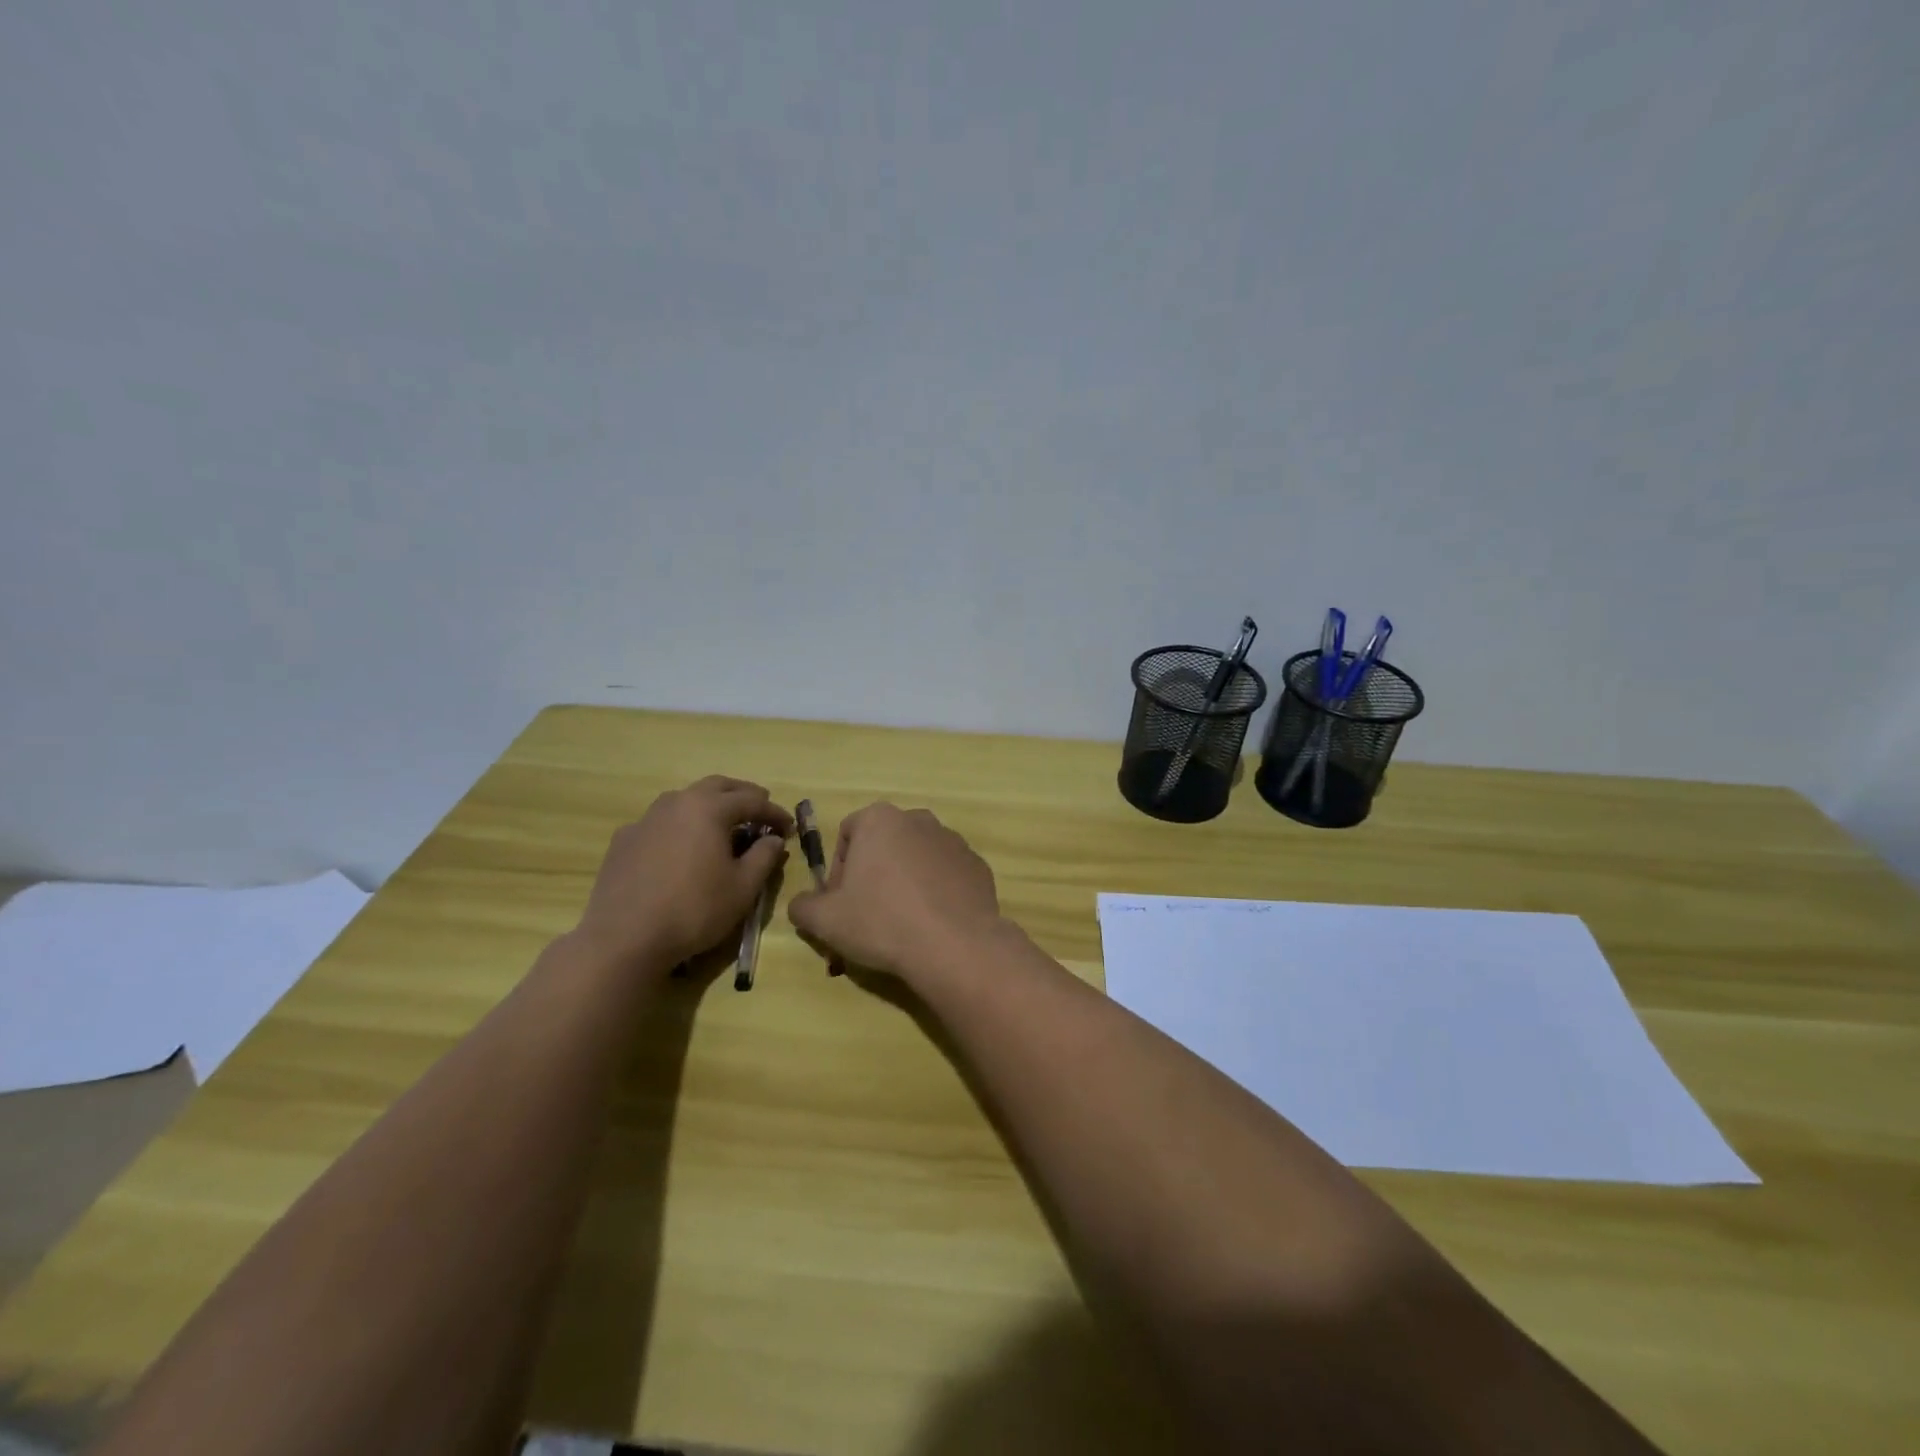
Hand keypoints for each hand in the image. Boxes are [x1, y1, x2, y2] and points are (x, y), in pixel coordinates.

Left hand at [573, 776, 791, 970]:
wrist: (624, 939)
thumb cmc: (694, 910)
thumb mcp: (743, 887)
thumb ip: (764, 856)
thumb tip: (774, 839)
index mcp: (708, 808)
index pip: (752, 800)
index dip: (775, 813)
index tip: (790, 828)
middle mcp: (676, 802)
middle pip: (717, 787)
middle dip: (743, 796)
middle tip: (760, 811)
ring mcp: (645, 819)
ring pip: (685, 800)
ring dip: (709, 807)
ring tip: (723, 826)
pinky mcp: (624, 840)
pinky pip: (660, 823)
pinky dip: (680, 827)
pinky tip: (682, 849)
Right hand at [787, 803, 1001, 984]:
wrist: (954, 945)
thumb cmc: (882, 922)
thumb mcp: (825, 920)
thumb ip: (803, 906)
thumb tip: (802, 905)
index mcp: (879, 819)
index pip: (847, 835)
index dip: (838, 871)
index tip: (841, 904)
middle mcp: (918, 819)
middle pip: (884, 845)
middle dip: (873, 875)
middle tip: (869, 916)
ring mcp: (953, 841)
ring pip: (917, 858)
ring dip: (906, 882)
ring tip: (903, 924)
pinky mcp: (978, 866)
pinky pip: (947, 875)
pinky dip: (937, 893)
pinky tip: (933, 925)